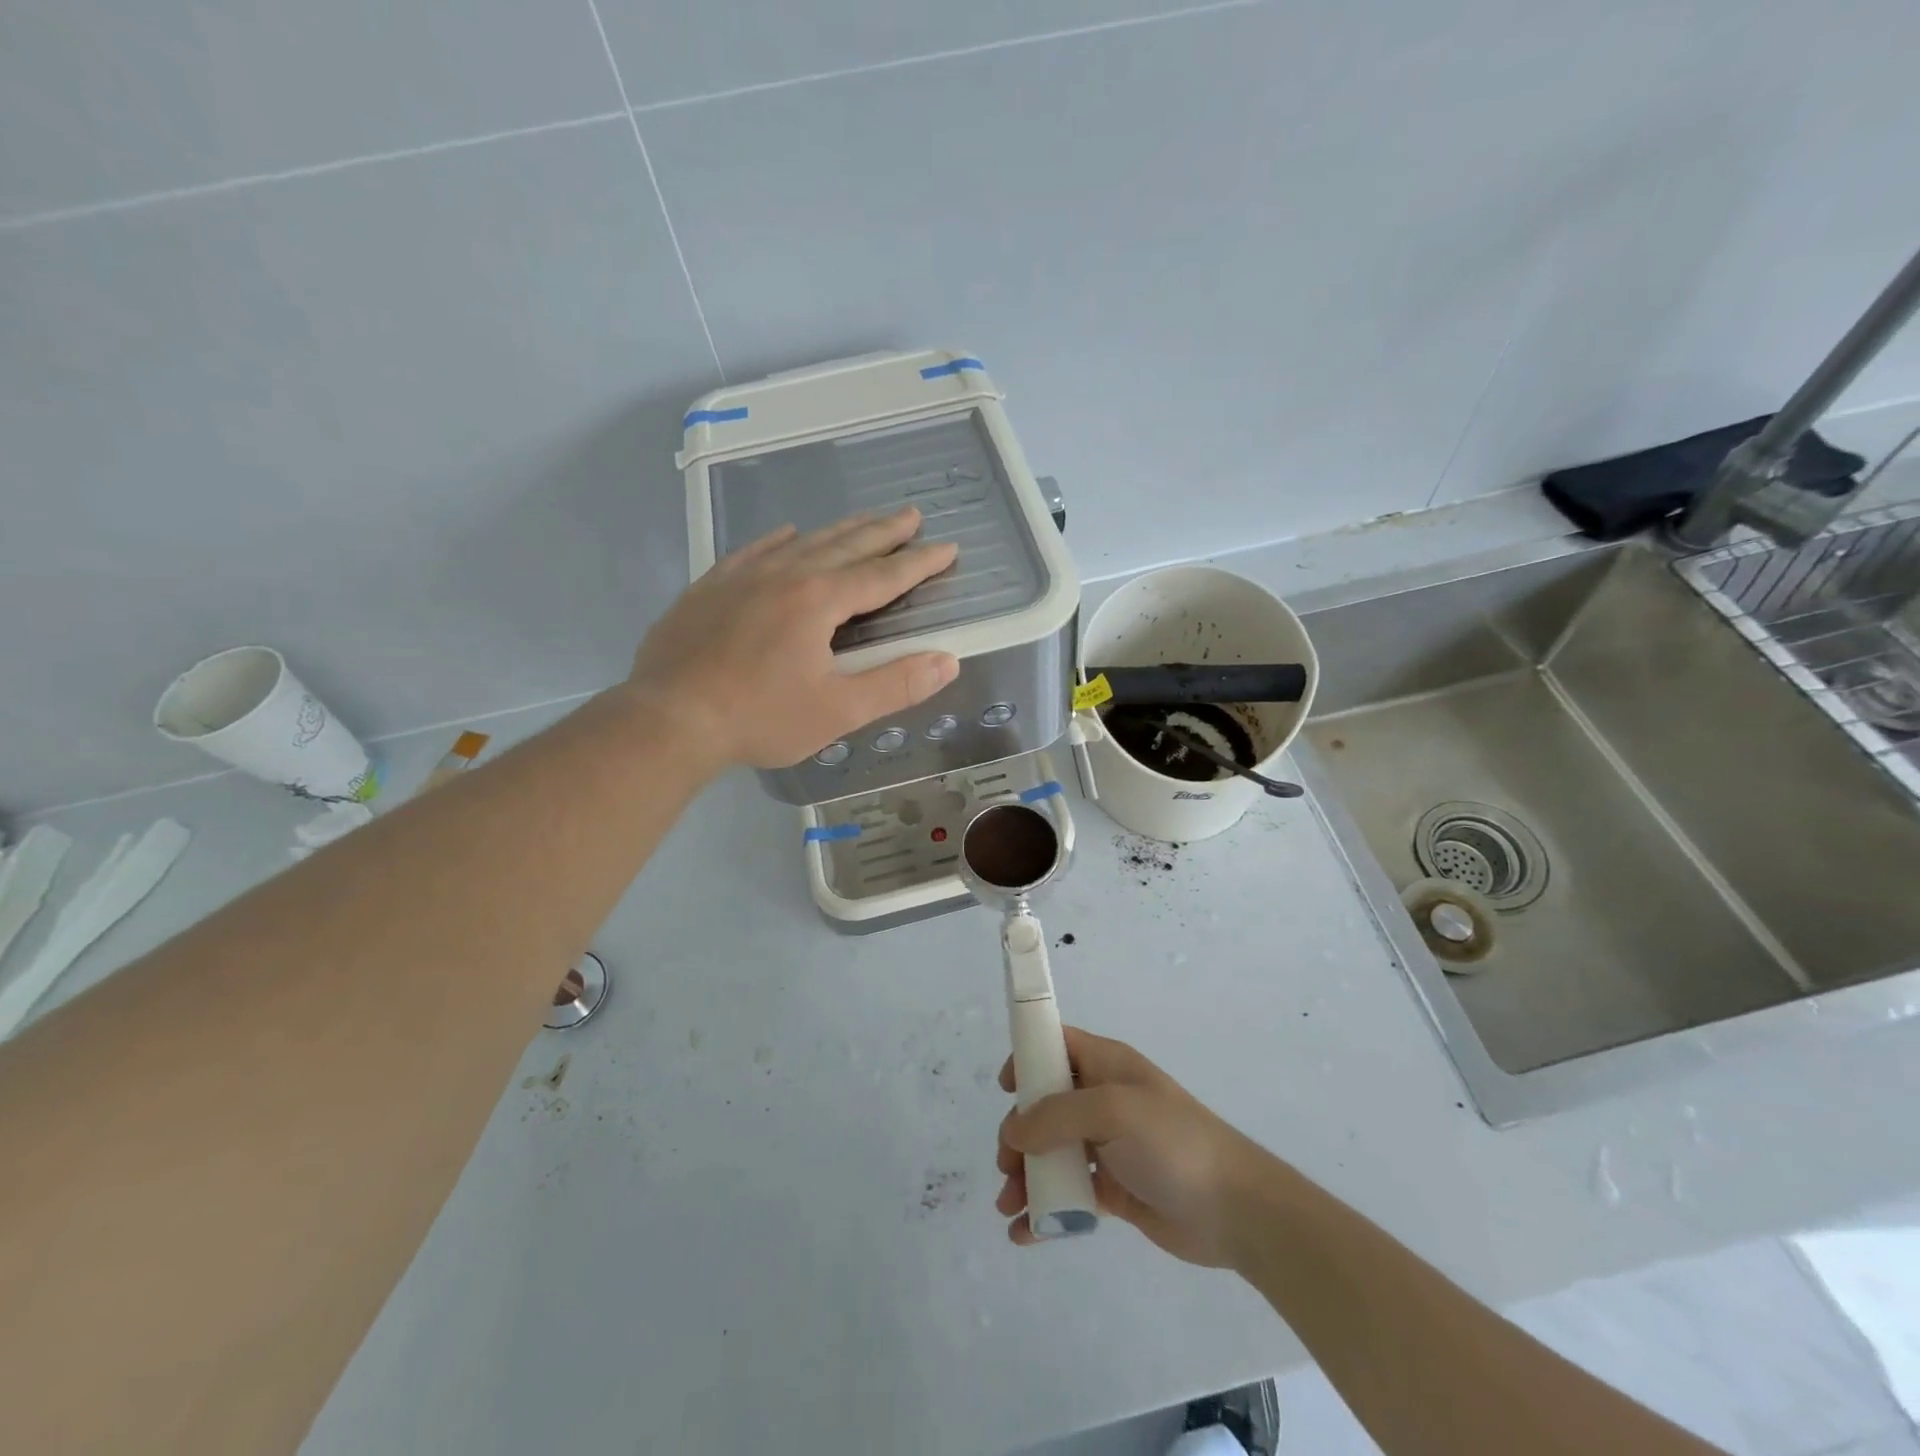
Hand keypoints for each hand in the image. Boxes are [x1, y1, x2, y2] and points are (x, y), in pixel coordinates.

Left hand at [627, 508, 959, 770]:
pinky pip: (754, 550)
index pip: (883, 575)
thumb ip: (896, 684)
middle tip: (911, 515)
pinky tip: (787, 534)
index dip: (919, 563)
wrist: (669, 718)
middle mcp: (786, 574)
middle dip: (884, 531)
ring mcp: (743, 576)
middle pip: (846, 544)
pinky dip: (780, 539)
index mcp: (820, 600)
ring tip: (864, 519)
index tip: (947, 548)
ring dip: (840, 529)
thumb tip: (948, 660)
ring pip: (803, 541)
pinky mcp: (710, 587)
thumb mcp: (838, 711)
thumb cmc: (760, 717)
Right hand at [996, 1027, 1268, 1265]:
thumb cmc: (1172, 1143)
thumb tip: (1013, 1130)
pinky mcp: (1113, 1189)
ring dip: (1025, 1175)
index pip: (1057, 1045)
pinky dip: (1044, 1210)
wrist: (1234, 1210)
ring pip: (1051, 1152)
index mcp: (1107, 1066)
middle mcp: (1103, 1100)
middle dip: (1018, 1133)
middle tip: (1007, 1164)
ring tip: (1008, 1207)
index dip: (1027, 1058)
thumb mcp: (1113, 1112)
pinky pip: (1068, 1193)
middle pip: (1044, 1105)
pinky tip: (1024, 1234)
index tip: (1006, 1089)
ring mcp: (1108, 1146)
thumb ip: (1057, 1116)